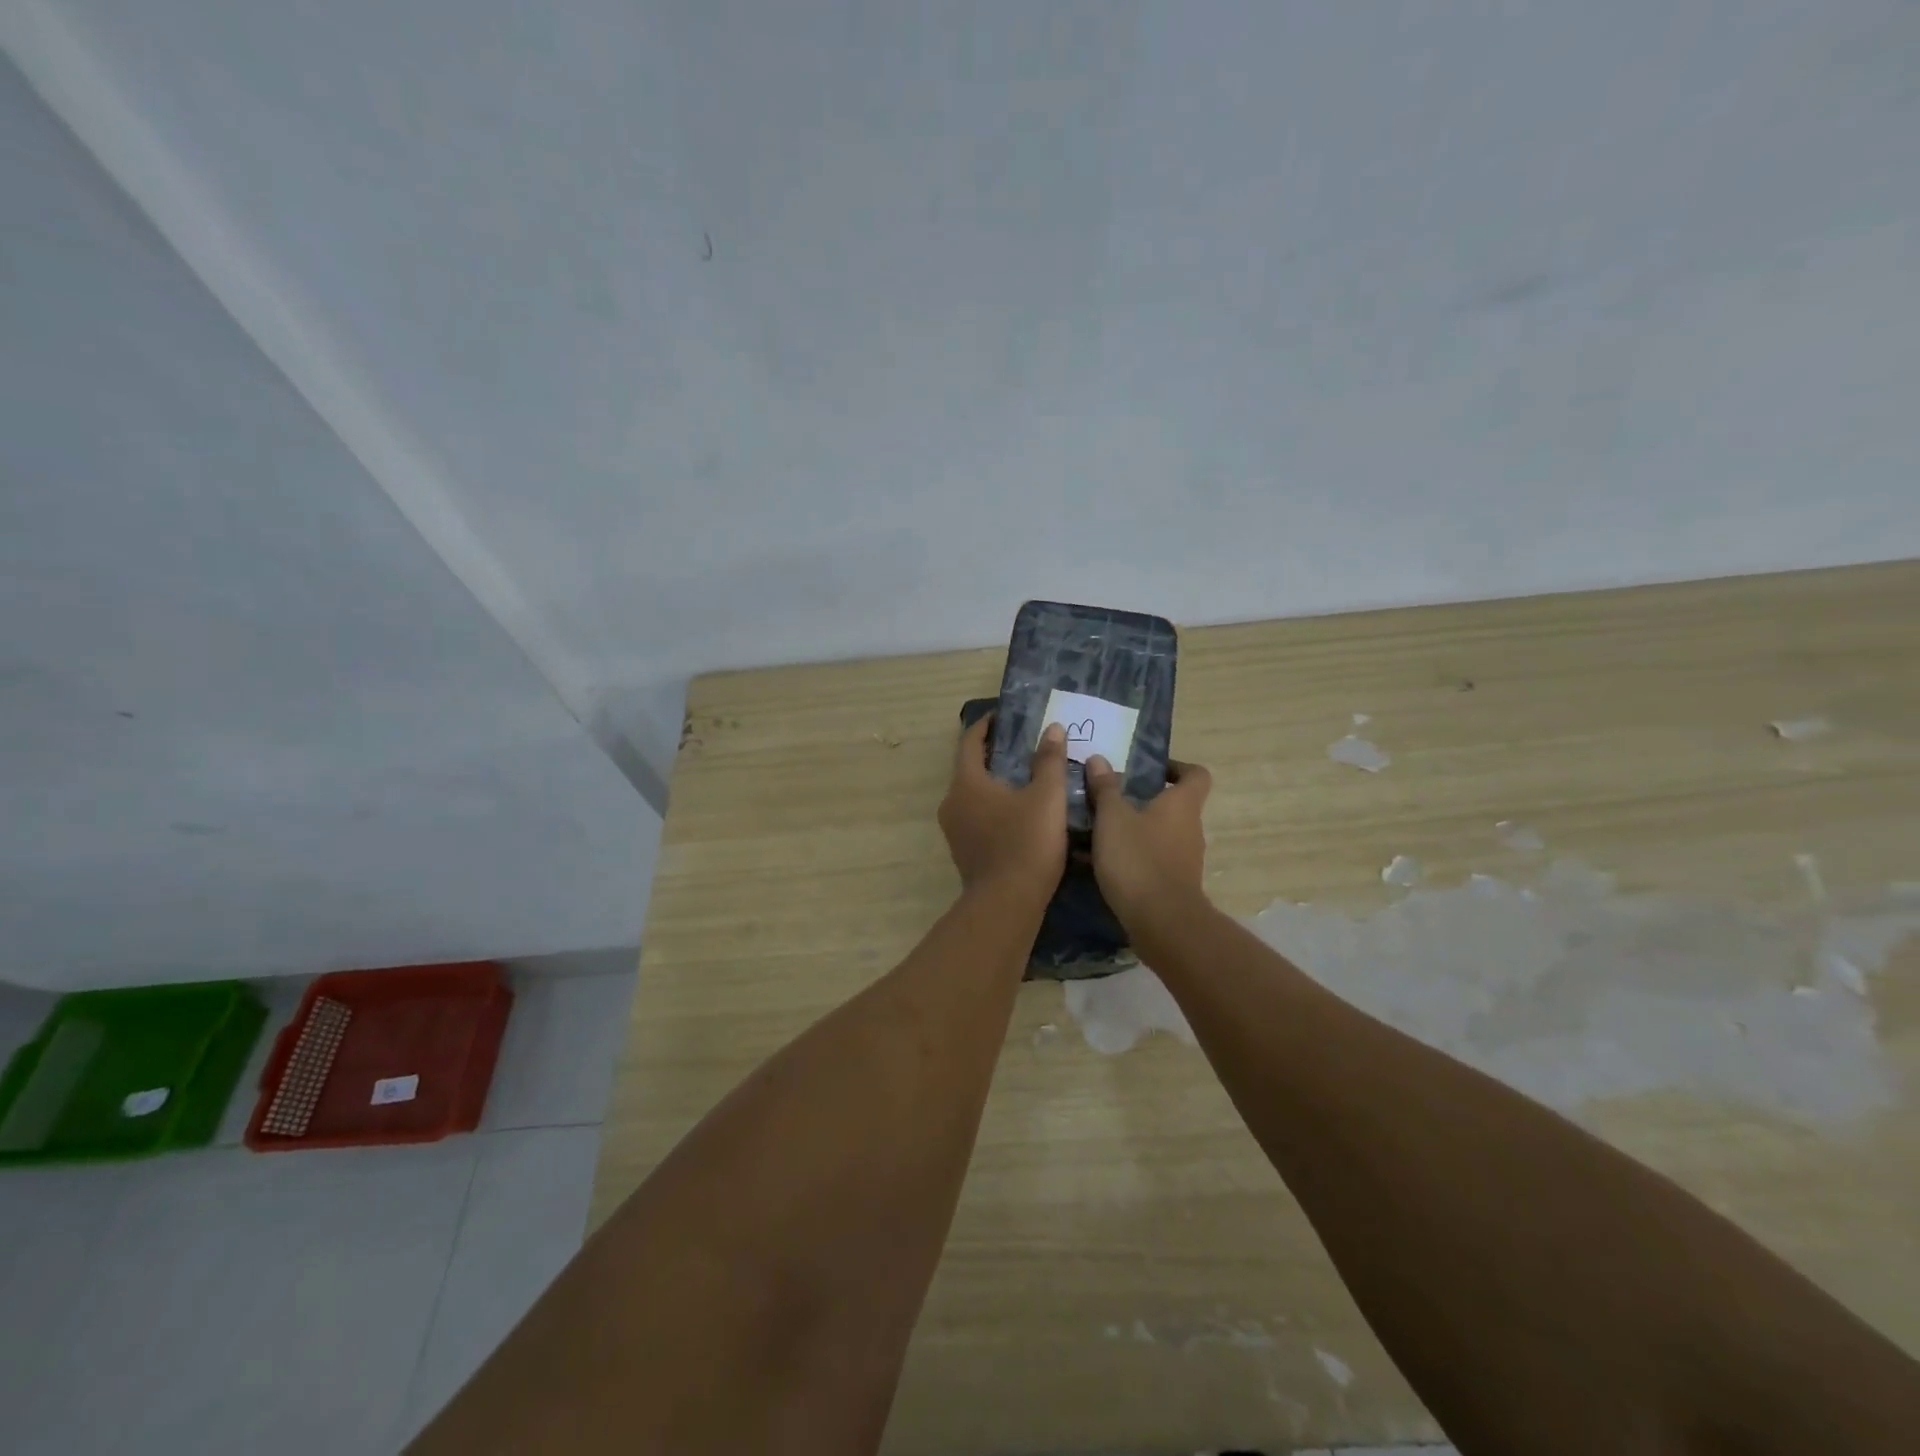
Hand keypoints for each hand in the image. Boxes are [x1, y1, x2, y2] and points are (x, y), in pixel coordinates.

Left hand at [938, 717, 1069, 898]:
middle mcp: (952, 802)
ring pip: (973, 794)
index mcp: (966, 783)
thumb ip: (1049, 760)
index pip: (969, 742)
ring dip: (994, 781)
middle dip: (993, 753)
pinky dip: (994, 805)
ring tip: (1025, 775)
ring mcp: (955, 829)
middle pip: (969, 767)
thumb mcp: (1047, 797)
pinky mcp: (965, 851)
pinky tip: (1020, 810)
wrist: (1007, 904)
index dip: (986, 725)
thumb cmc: (1027, 843)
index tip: (1003, 715)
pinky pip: (977, 815)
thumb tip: (1052, 729)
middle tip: (1022, 744)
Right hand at [1083, 753, 1212, 932]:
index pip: (1196, 775)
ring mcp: (1184, 859)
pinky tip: (1100, 862)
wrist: (1161, 922)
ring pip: (1159, 833)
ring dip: (1133, 829)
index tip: (1149, 770)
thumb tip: (1099, 759)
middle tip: (1109, 799)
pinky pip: (1151, 859)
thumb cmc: (1138, 859)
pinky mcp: (1173, 884)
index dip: (1176, 767)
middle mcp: (1190, 828)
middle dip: (1142, 800)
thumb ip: (1105, 788)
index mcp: (1182, 804)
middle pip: (1173, 805)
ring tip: (1098, 831)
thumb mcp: (1112, 818)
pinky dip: (1131, 855)